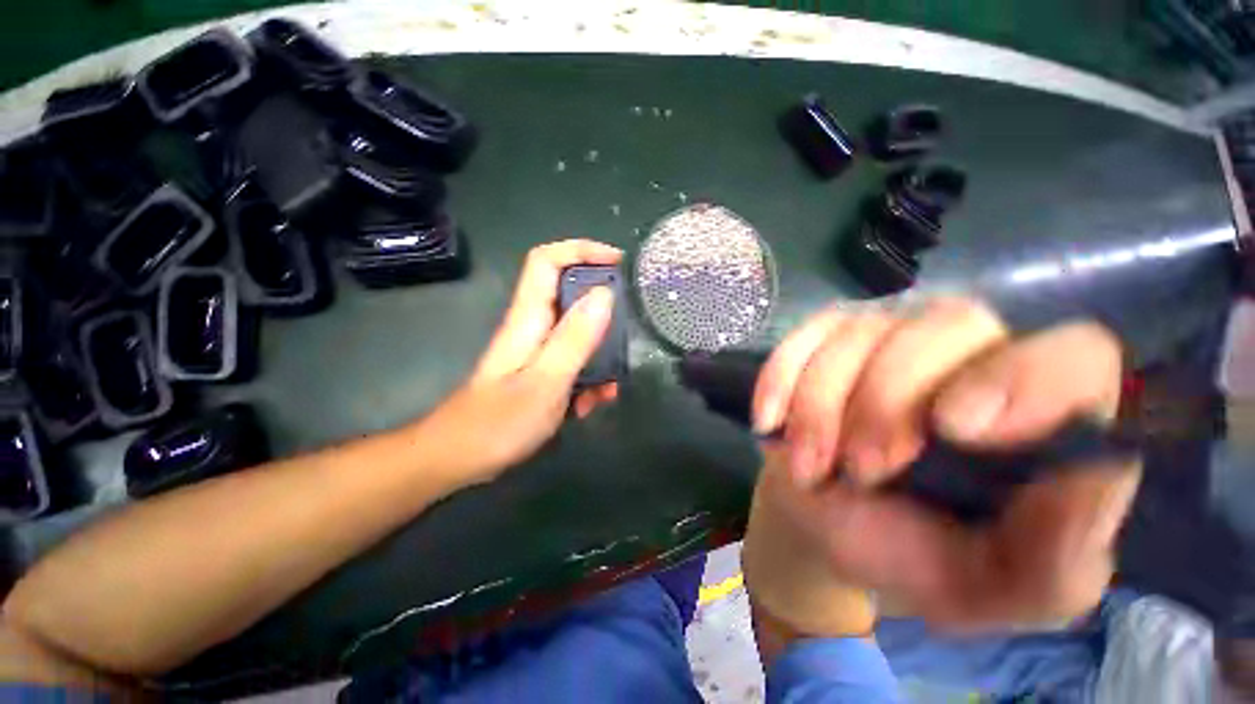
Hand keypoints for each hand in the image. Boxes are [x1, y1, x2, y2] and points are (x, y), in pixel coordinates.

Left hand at [414, 240, 621, 484]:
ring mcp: (537, 352)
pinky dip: (588, 379)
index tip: (617, 262)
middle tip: (625, 338)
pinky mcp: (541, 373)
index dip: (581, 250)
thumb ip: (576, 338)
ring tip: (609, 390)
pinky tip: (591, 406)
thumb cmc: (499, 422)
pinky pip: (573, 363)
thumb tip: (604, 294)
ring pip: (578, 335)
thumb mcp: (547, 380)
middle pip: (571, 296)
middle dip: (603, 314)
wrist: (458, 459)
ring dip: (600, 357)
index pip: (547, 261)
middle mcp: (534, 327)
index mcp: (529, 318)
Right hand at [749, 297, 1140, 629]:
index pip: (1074, 355)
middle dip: (888, 401)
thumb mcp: (997, 589)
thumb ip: (1059, 557)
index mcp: (1040, 418)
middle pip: (949, 325)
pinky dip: (780, 378)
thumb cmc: (916, 557)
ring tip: (809, 468)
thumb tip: (1093, 475)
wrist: (828, 526)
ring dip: (820, 405)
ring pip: (860, 333)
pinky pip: (803, 337)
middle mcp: (972, 357)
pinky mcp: (826, 342)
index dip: (1024, 377)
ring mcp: (889, 339)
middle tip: (860, 471)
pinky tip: (770, 422)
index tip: (955, 428)